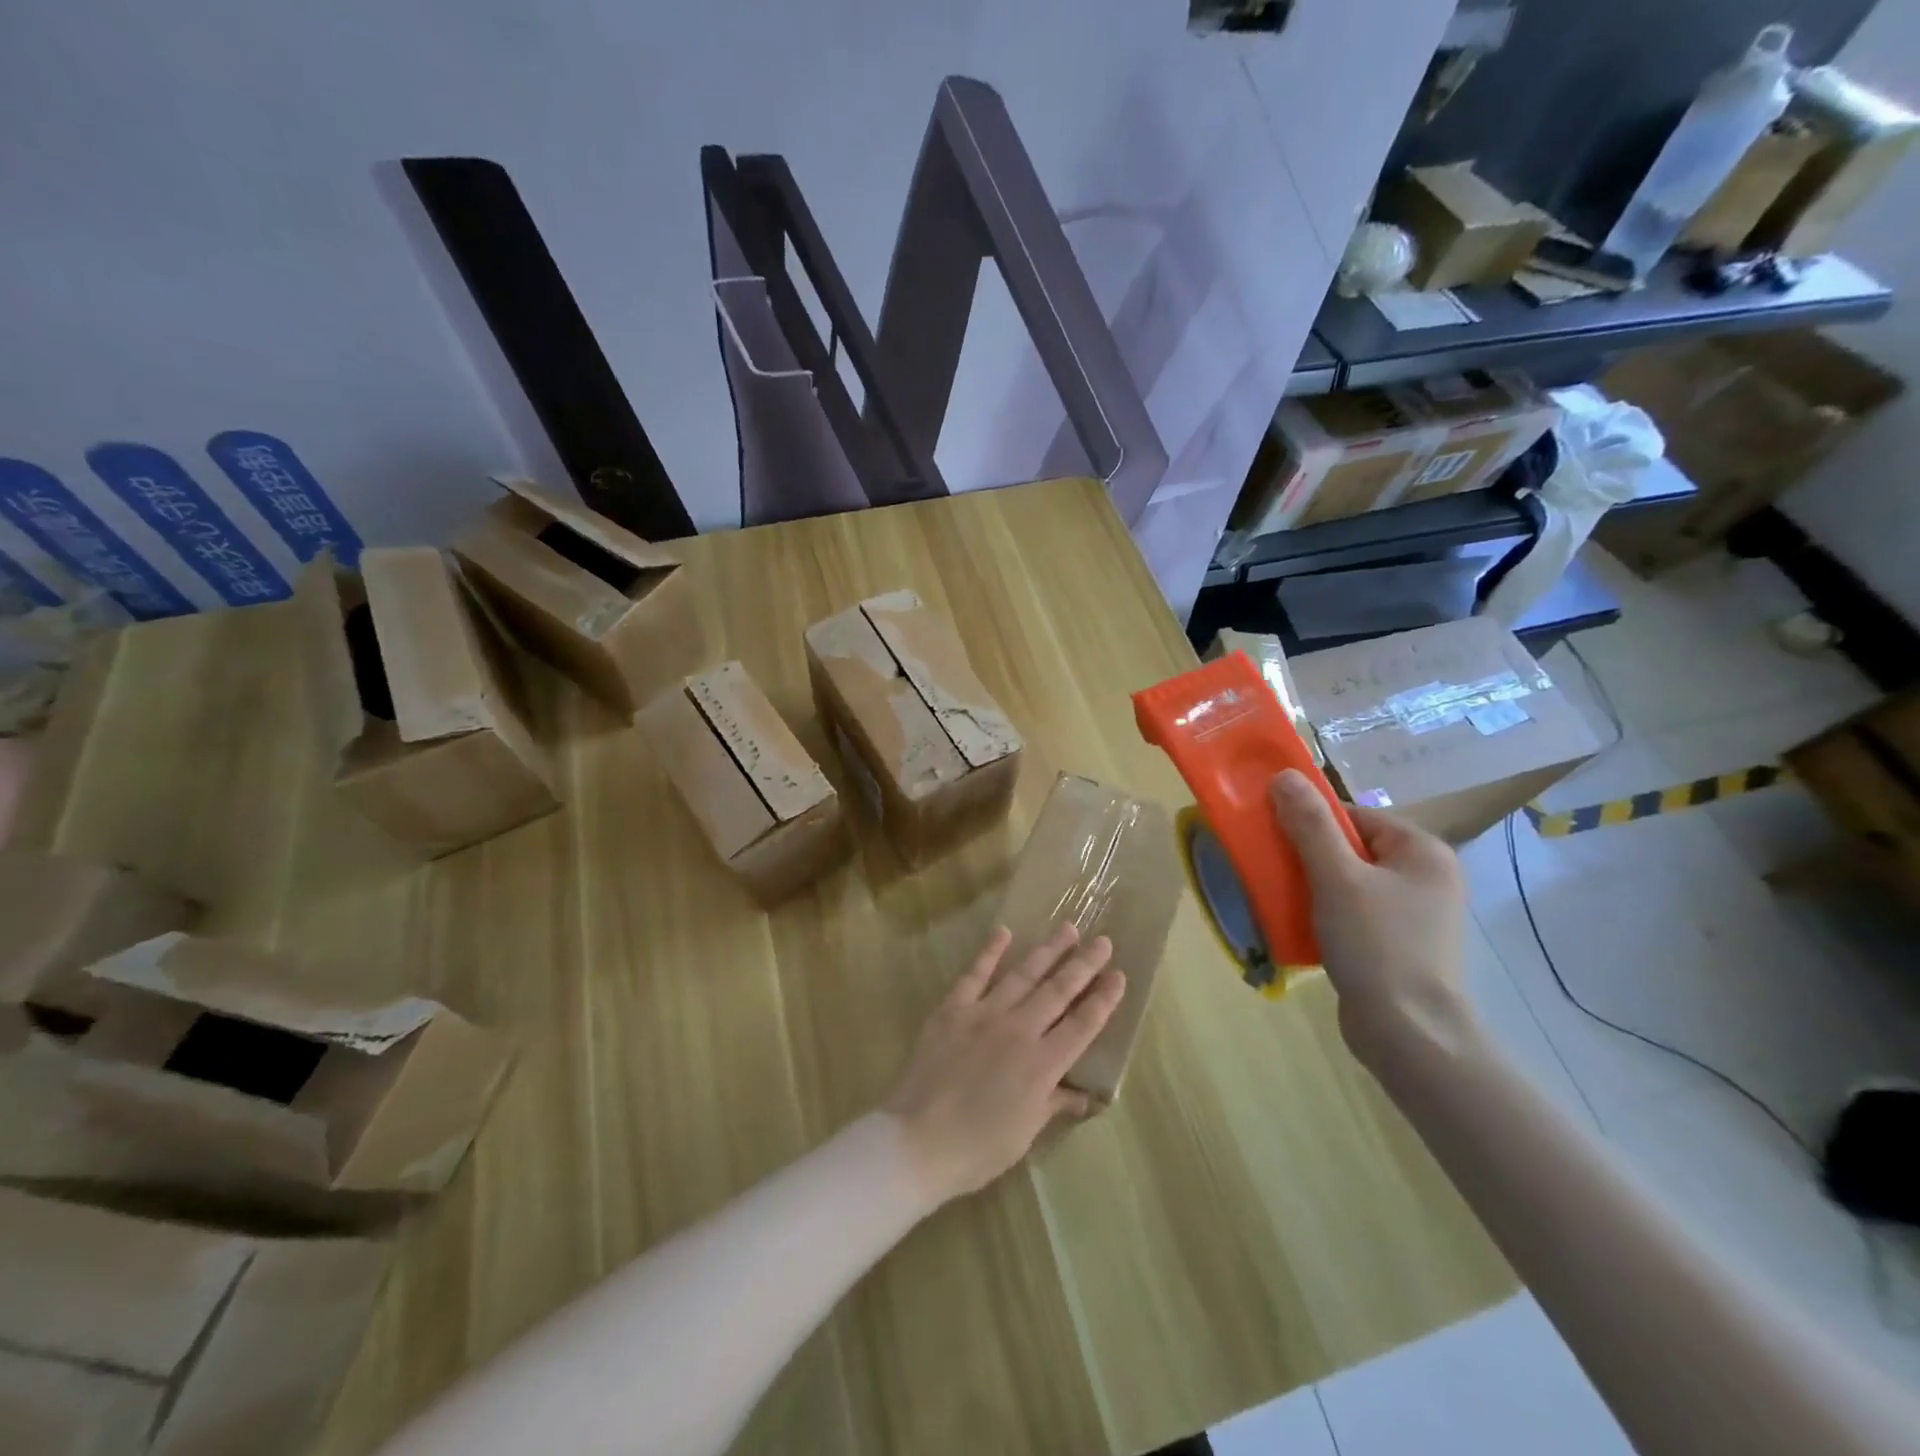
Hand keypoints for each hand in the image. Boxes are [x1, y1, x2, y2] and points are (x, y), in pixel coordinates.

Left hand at [882, 923, 1124, 1207]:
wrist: (918, 1140)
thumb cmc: (977, 1147)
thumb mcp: (1025, 1132)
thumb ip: (1054, 1103)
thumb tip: (1084, 1094)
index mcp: (1043, 1065)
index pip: (1083, 1025)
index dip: (1103, 1000)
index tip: (1119, 976)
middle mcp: (1020, 1030)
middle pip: (1058, 991)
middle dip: (1084, 965)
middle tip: (1102, 941)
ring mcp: (985, 1014)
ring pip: (1023, 975)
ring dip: (1048, 951)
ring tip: (1068, 929)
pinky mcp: (953, 1009)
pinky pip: (975, 974)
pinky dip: (990, 952)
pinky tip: (1004, 932)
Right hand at [1269, 769, 1473, 1067]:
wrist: (1409, 1034)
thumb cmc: (1377, 946)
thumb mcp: (1337, 878)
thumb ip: (1309, 825)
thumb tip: (1285, 775)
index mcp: (1422, 851)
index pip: (1354, 815)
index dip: (1311, 820)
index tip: (1273, 835)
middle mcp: (1425, 876)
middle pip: (1350, 847)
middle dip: (1307, 855)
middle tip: (1272, 867)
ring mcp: (1414, 913)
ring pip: (1348, 881)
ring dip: (1311, 885)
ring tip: (1280, 896)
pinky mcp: (1398, 944)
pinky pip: (1352, 911)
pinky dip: (1324, 912)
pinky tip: (1299, 925)